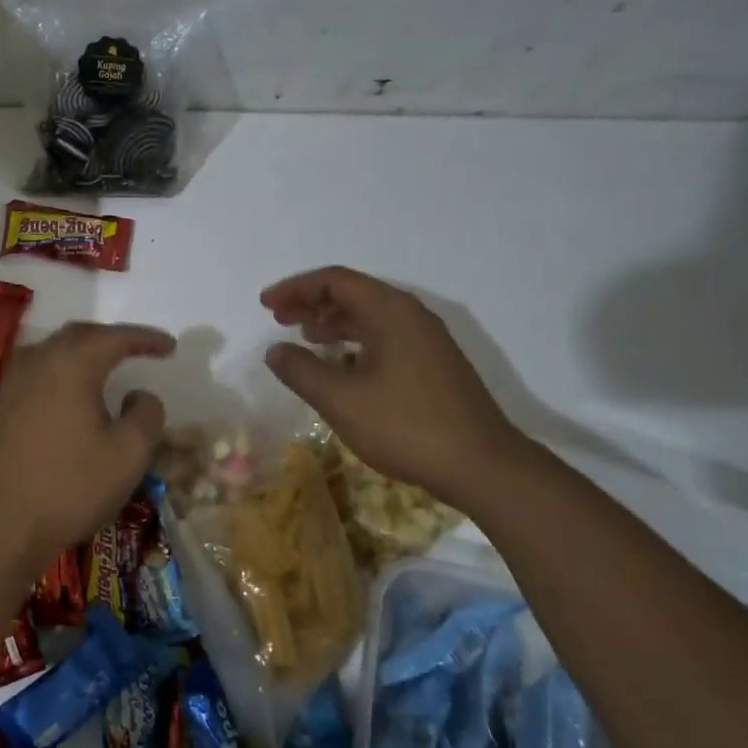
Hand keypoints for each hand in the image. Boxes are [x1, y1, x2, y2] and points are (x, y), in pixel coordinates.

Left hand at [0, 322, 173, 570]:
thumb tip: (140, 396)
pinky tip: (69, 396)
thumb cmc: (70, 487)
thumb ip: (146, 415)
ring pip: (52, 352)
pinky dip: (61, 374)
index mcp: (72, 365)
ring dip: (82, 353)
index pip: (114, 337)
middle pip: (78, 336)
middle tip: (137, 349)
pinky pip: (36, 374)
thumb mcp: (128, 455)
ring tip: (105, 367)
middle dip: (111, 338)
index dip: (145, 338)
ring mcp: (12, 385)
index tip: (170, 345)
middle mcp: (38, 363)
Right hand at [260, 267, 526, 506]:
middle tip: (278, 318)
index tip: (266, 305)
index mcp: (390, 311)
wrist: (481, 465)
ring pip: (371, 315)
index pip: (335, 281)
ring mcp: (427, 339)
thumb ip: (301, 370)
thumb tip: (275, 350)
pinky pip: (385, 335)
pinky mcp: (434, 363)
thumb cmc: (405, 426)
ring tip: (304, 336)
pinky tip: (342, 363)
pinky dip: (355, 339)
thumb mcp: (341, 400)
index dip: (296, 289)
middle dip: (312, 302)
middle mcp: (411, 315)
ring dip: (333, 321)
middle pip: (354, 293)